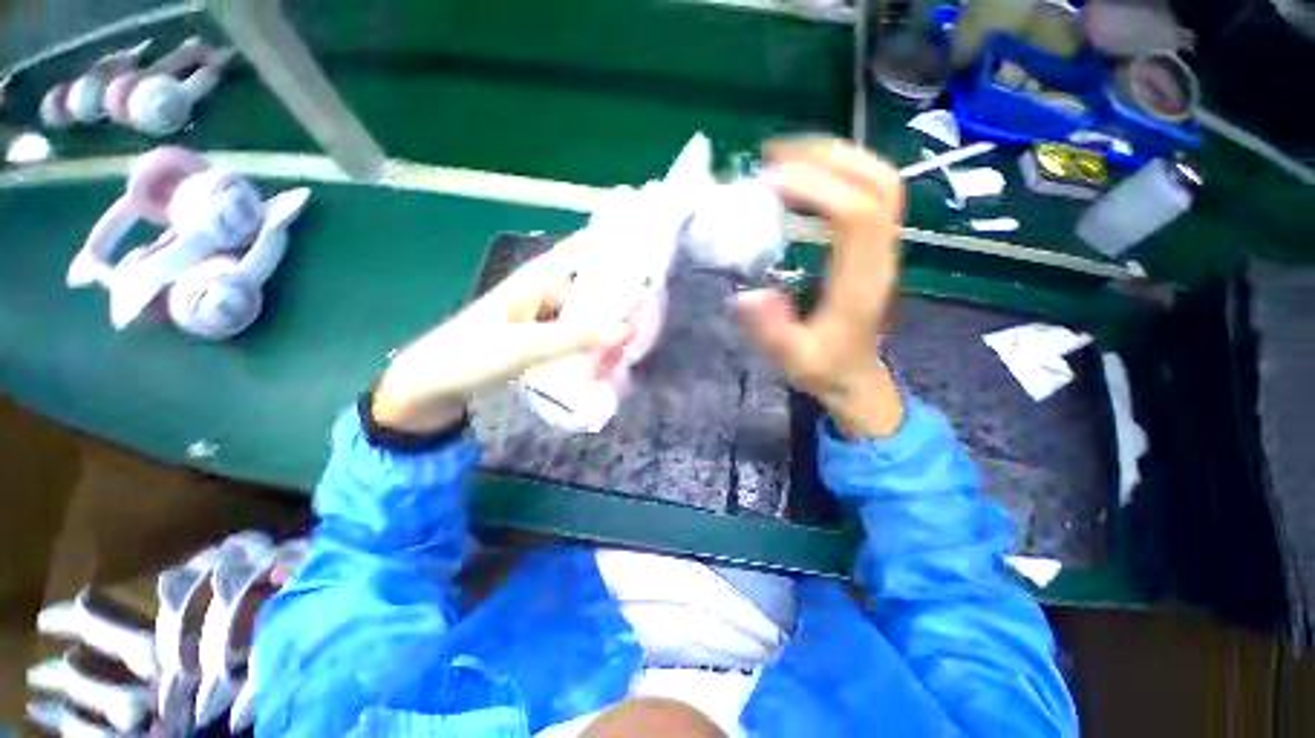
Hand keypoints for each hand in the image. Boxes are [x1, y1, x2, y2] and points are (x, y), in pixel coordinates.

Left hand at [372, 237, 628, 432]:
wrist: (435, 385)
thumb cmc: (472, 355)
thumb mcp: (525, 345)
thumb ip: (575, 337)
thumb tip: (627, 328)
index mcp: (537, 277)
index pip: (583, 249)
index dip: (615, 244)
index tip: (650, 251)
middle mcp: (545, 291)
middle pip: (592, 285)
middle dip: (621, 295)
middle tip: (655, 312)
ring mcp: (544, 316)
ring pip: (587, 313)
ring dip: (609, 323)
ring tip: (639, 339)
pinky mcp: (543, 338)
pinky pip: (577, 335)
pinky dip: (594, 342)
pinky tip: (610, 356)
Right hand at [736, 137, 905, 437]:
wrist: (855, 376)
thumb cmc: (824, 368)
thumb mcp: (794, 360)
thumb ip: (773, 332)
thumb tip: (747, 295)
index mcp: (861, 281)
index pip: (855, 214)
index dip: (816, 189)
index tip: (769, 182)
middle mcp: (881, 254)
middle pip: (878, 182)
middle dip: (828, 156)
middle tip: (776, 154)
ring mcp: (883, 246)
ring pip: (880, 179)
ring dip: (836, 157)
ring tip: (788, 157)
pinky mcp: (875, 244)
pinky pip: (870, 191)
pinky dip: (840, 172)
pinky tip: (807, 178)